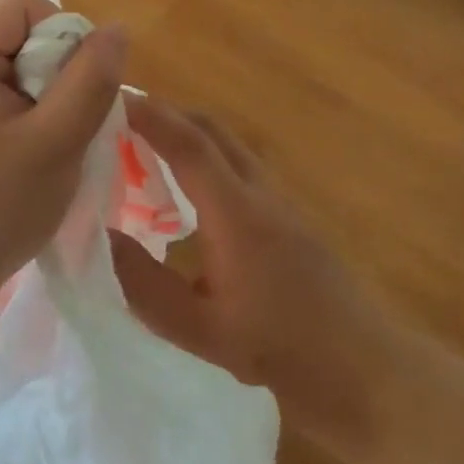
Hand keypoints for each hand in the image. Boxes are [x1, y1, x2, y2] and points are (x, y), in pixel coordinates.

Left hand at [0, 0, 125, 311]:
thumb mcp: (55, 145)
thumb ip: (90, 81)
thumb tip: (117, 30)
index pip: (20, 3)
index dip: (60, 31)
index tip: (74, 84)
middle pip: (18, 28)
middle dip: (56, 65)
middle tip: (65, 119)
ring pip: (18, 60)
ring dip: (48, 90)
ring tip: (52, 137)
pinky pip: (5, 87)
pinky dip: (32, 107)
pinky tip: (36, 144)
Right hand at [110, 96, 405, 455]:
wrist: (362, 367)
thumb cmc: (280, 350)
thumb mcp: (201, 330)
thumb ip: (145, 284)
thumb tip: (100, 237)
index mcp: (237, 213)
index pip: (189, 145)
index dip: (151, 116)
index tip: (114, 97)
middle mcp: (259, 192)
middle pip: (212, 130)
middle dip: (166, 114)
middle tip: (120, 119)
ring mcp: (279, 200)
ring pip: (227, 145)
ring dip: (187, 133)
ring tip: (142, 148)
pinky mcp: (287, 214)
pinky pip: (238, 166)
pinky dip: (204, 157)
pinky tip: (184, 190)